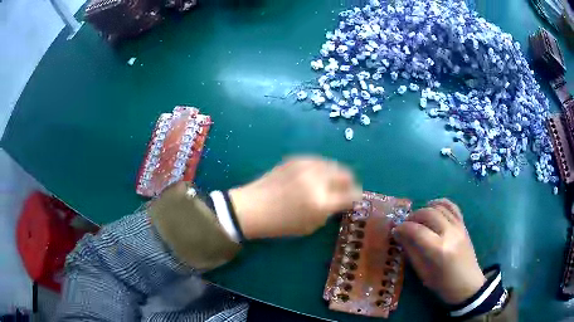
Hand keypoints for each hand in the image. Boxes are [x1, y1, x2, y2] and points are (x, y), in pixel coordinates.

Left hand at [229, 156, 361, 238]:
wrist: (253, 207)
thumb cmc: (281, 224)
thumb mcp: (311, 226)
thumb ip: (331, 212)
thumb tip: (344, 200)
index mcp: (321, 202)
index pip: (351, 194)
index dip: (357, 196)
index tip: (355, 198)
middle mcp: (317, 180)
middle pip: (346, 174)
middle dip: (349, 182)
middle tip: (345, 189)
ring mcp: (306, 166)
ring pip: (333, 164)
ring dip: (336, 174)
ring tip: (331, 182)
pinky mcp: (296, 158)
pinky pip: (319, 160)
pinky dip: (323, 168)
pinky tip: (316, 176)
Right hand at [393, 199, 485, 304]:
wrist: (467, 284)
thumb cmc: (442, 283)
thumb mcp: (422, 272)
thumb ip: (411, 251)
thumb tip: (399, 235)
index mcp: (438, 249)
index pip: (416, 230)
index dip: (403, 228)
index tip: (395, 230)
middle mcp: (449, 233)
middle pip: (428, 214)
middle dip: (413, 216)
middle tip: (405, 224)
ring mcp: (458, 227)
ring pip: (439, 207)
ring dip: (425, 209)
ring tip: (417, 218)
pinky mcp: (463, 225)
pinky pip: (452, 207)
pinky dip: (441, 203)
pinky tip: (433, 206)